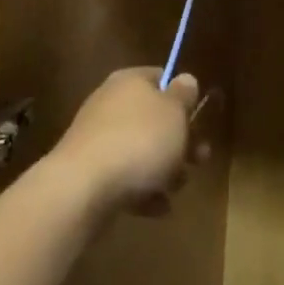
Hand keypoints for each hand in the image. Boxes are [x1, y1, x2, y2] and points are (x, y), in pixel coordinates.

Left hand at [51, 68, 206, 217]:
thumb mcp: (174, 112)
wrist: (84, 186)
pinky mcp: (90, 171)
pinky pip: (125, 177)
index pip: (159, 77)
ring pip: (141, 150)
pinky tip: (156, 207)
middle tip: (199, 159)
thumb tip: (185, 79)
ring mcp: (97, 138)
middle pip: (153, 119)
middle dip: (179, 142)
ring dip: (164, 170)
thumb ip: (183, 95)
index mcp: (130, 81)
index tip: (198, 117)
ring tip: (175, 189)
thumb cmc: (139, 141)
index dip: (181, 96)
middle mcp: (110, 104)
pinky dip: (142, 191)